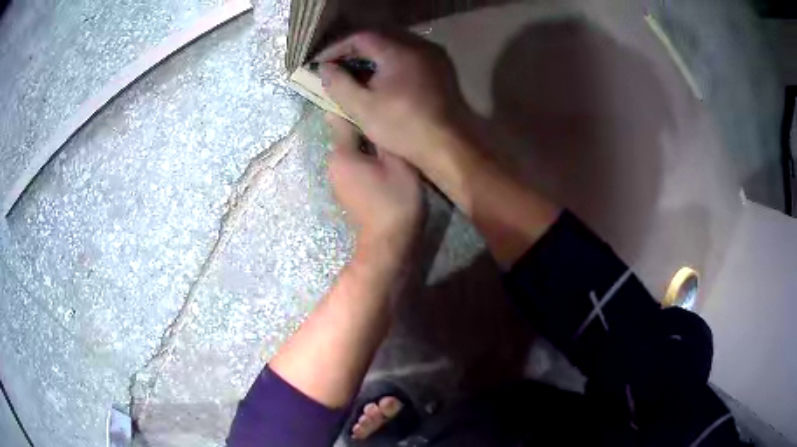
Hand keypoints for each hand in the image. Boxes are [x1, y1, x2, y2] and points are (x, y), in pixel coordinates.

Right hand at [317, 31, 471, 167]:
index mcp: (399, 50)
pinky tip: (382, 79)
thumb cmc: (404, 127)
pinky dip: (391, 63)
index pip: (360, 37)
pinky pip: (410, 57)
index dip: (337, 49)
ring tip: (356, 74)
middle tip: (336, 69)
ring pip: (395, 47)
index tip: (321, 65)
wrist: (450, 146)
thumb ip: (338, 84)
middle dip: (354, 52)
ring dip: (373, 58)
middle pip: (379, 39)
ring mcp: (434, 56)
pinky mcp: (443, 69)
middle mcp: (419, 45)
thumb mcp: (362, 107)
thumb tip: (324, 69)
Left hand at [327, 114, 423, 254]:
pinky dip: (366, 156)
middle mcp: (333, 163)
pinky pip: (354, 163)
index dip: (352, 103)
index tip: (365, 91)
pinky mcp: (347, 189)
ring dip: (367, 141)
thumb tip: (373, 114)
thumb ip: (382, 137)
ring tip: (389, 132)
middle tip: (387, 113)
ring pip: (352, 149)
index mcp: (341, 154)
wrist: (389, 242)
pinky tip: (384, 156)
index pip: (341, 117)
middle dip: (363, 123)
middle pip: (346, 133)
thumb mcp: (397, 162)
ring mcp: (338, 178)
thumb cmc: (396, 200)